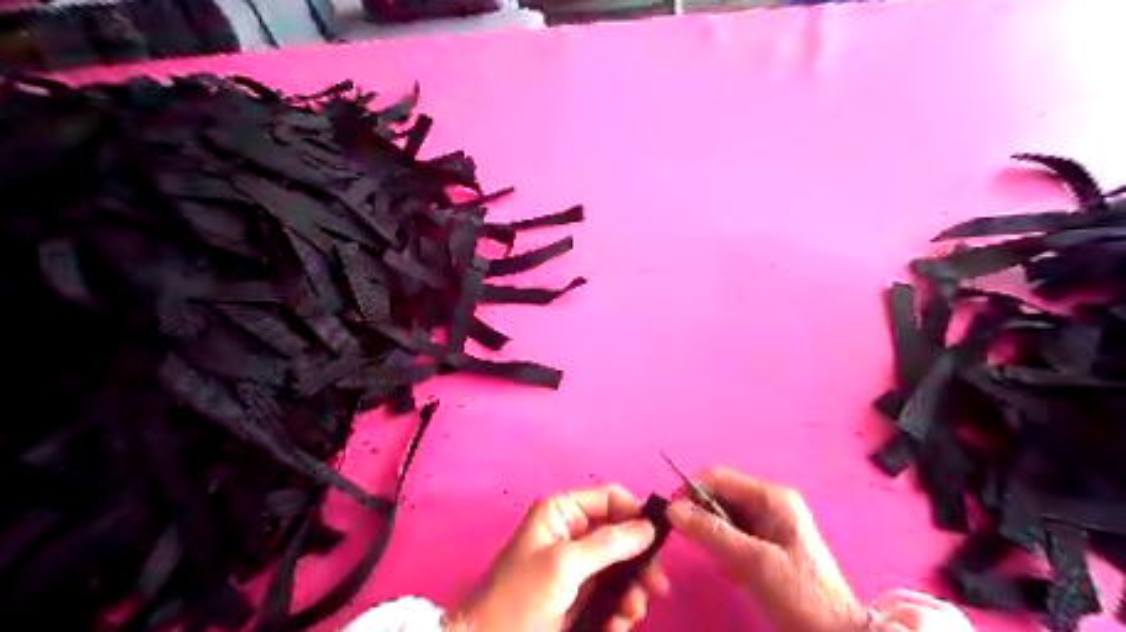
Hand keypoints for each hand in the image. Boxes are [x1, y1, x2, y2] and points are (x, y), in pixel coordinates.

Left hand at [443, 487, 666, 628]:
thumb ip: (608, 543)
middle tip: (655, 586)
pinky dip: (621, 610)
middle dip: (639, 560)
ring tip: (630, 613)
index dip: (635, 514)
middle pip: (623, 535)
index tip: (657, 541)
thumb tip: (650, 526)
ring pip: (623, 568)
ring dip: (633, 590)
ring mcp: (580, 567)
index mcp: (563, 512)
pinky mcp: (584, 598)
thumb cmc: (521, 597)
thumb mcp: (563, 564)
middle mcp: (575, 533)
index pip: (610, 498)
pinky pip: (615, 595)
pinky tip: (616, 626)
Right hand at [662, 467, 864, 631]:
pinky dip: (723, 549)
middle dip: (702, 516)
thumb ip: (711, 532)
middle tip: (690, 543)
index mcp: (771, 497)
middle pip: (720, 496)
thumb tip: (672, 509)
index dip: (691, 491)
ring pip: (724, 517)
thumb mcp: (753, 562)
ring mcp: (769, 523)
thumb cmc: (799, 594)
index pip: (718, 478)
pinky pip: (733, 535)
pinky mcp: (766, 544)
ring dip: (713, 536)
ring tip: (718, 562)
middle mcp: (769, 503)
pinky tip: (731, 571)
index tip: (671, 516)